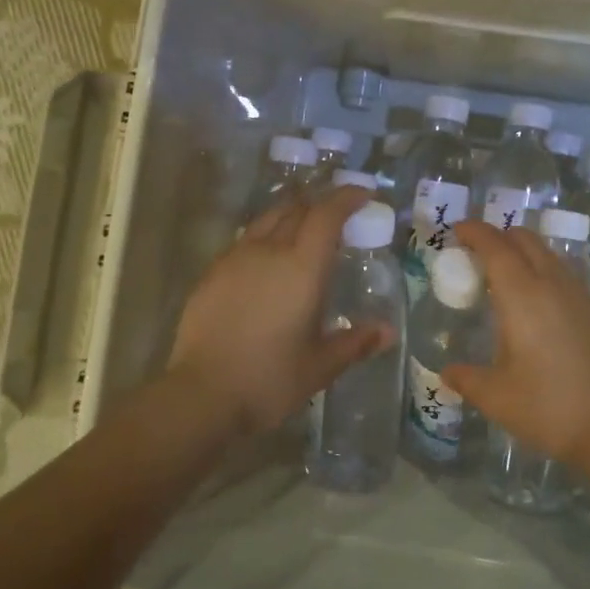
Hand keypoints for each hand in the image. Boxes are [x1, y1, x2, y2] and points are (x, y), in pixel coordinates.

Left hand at [166, 186, 393, 435]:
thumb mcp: (320, 365)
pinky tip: (267, 260)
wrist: (201, 395)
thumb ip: (355, 342)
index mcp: (302, 267)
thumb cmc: (269, 379)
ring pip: (267, 219)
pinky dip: (265, 237)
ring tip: (303, 229)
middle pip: (297, 208)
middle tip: (338, 215)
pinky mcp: (212, 273)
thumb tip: (388, 332)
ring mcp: (236, 258)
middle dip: (320, 204)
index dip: (347, 197)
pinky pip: (245, 240)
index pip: (327, 214)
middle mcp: (269, 250)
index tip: (364, 194)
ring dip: (291, 215)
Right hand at [443, 220, 589, 475]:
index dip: (475, 232)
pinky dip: (546, 271)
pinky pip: (567, 274)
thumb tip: (447, 372)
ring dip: (524, 252)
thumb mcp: (497, 398)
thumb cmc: (549, 408)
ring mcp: (582, 294)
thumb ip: (467, 379)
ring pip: (549, 254)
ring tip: (507, 276)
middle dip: (499, 236)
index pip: (495, 246)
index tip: (457, 230)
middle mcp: (553, 284)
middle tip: (478, 252)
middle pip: (525, 240)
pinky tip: (541, 302)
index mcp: (522, 296)